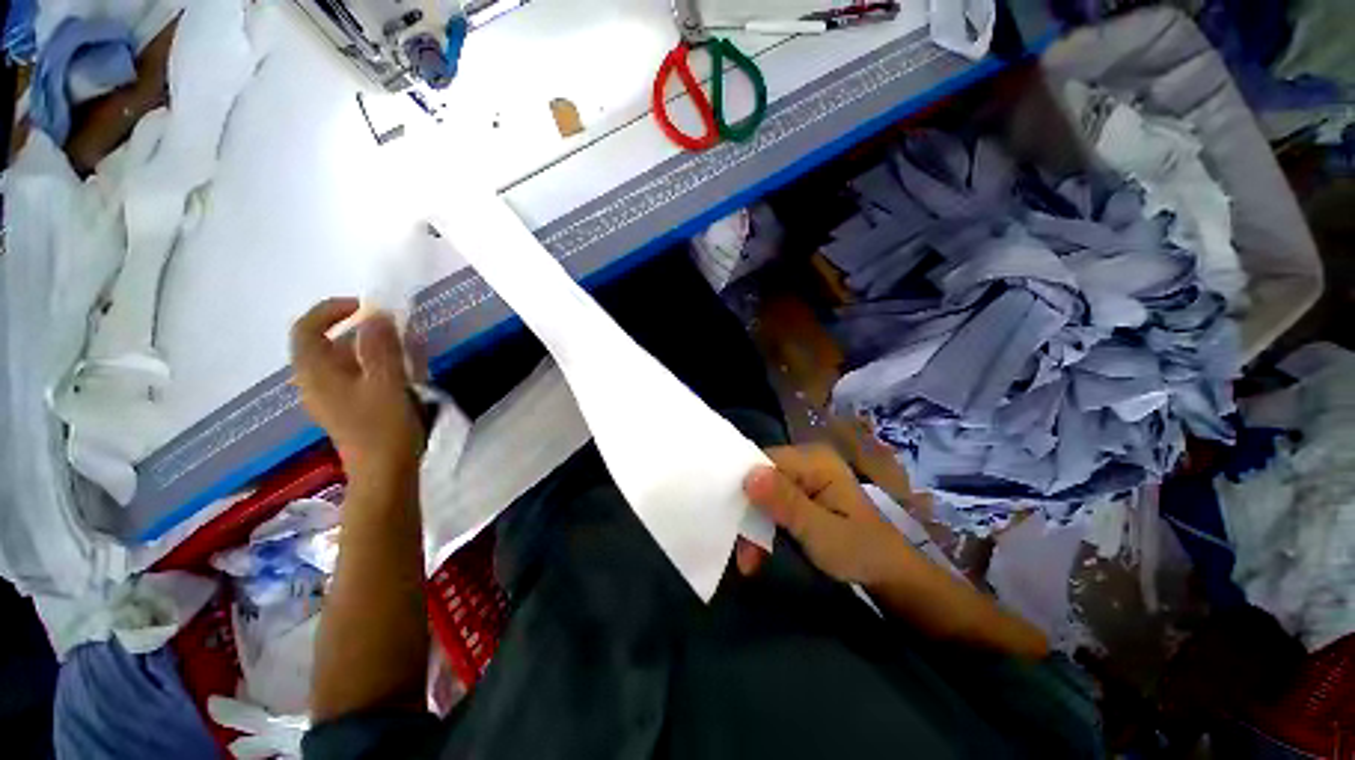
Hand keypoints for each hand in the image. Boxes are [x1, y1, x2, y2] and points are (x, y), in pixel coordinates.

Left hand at [290, 298, 423, 479]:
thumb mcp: (387, 382)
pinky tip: (396, 374)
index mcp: (316, 373)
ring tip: (400, 349)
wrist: (384, 472)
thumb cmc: (383, 426)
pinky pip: (350, 376)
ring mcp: (328, 398)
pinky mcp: (344, 409)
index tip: (365, 307)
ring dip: (365, 348)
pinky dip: (369, 366)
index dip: (330, 310)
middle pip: (322, 343)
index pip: (306, 328)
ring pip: (339, 361)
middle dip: (354, 329)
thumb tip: (376, 314)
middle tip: (391, 328)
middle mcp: (314, 382)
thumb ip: (381, 346)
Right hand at [740, 444, 908, 586]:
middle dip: (748, 513)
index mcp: (815, 460)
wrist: (890, 575)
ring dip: (753, 524)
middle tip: (742, 554)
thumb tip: (748, 475)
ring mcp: (804, 475)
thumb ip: (786, 503)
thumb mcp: (822, 532)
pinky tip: (759, 550)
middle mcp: (806, 460)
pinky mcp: (802, 492)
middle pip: (761, 476)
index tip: (732, 521)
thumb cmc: (861, 552)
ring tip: (749, 560)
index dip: (744, 487)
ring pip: (762, 491)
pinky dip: (763, 525)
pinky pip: (771, 501)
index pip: (765, 461)